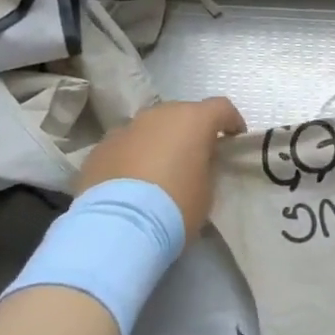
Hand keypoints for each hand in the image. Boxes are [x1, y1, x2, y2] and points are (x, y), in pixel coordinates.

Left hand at [77, 98, 245, 243]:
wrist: (118, 226)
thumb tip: (198, 160)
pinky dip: (132, 157)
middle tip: (194, 157)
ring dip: (158, 142)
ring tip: (159, 171)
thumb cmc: (175, 206)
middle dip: (190, 131)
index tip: (234, 138)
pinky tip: (131, 183)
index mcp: (192, 120)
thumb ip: (206, 166)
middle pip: (181, 114)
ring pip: (150, 128)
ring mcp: (126, 128)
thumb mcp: (207, 190)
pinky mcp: (100, 148)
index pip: (221, 108)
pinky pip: (125, 146)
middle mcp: (158, 114)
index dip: (231, 121)